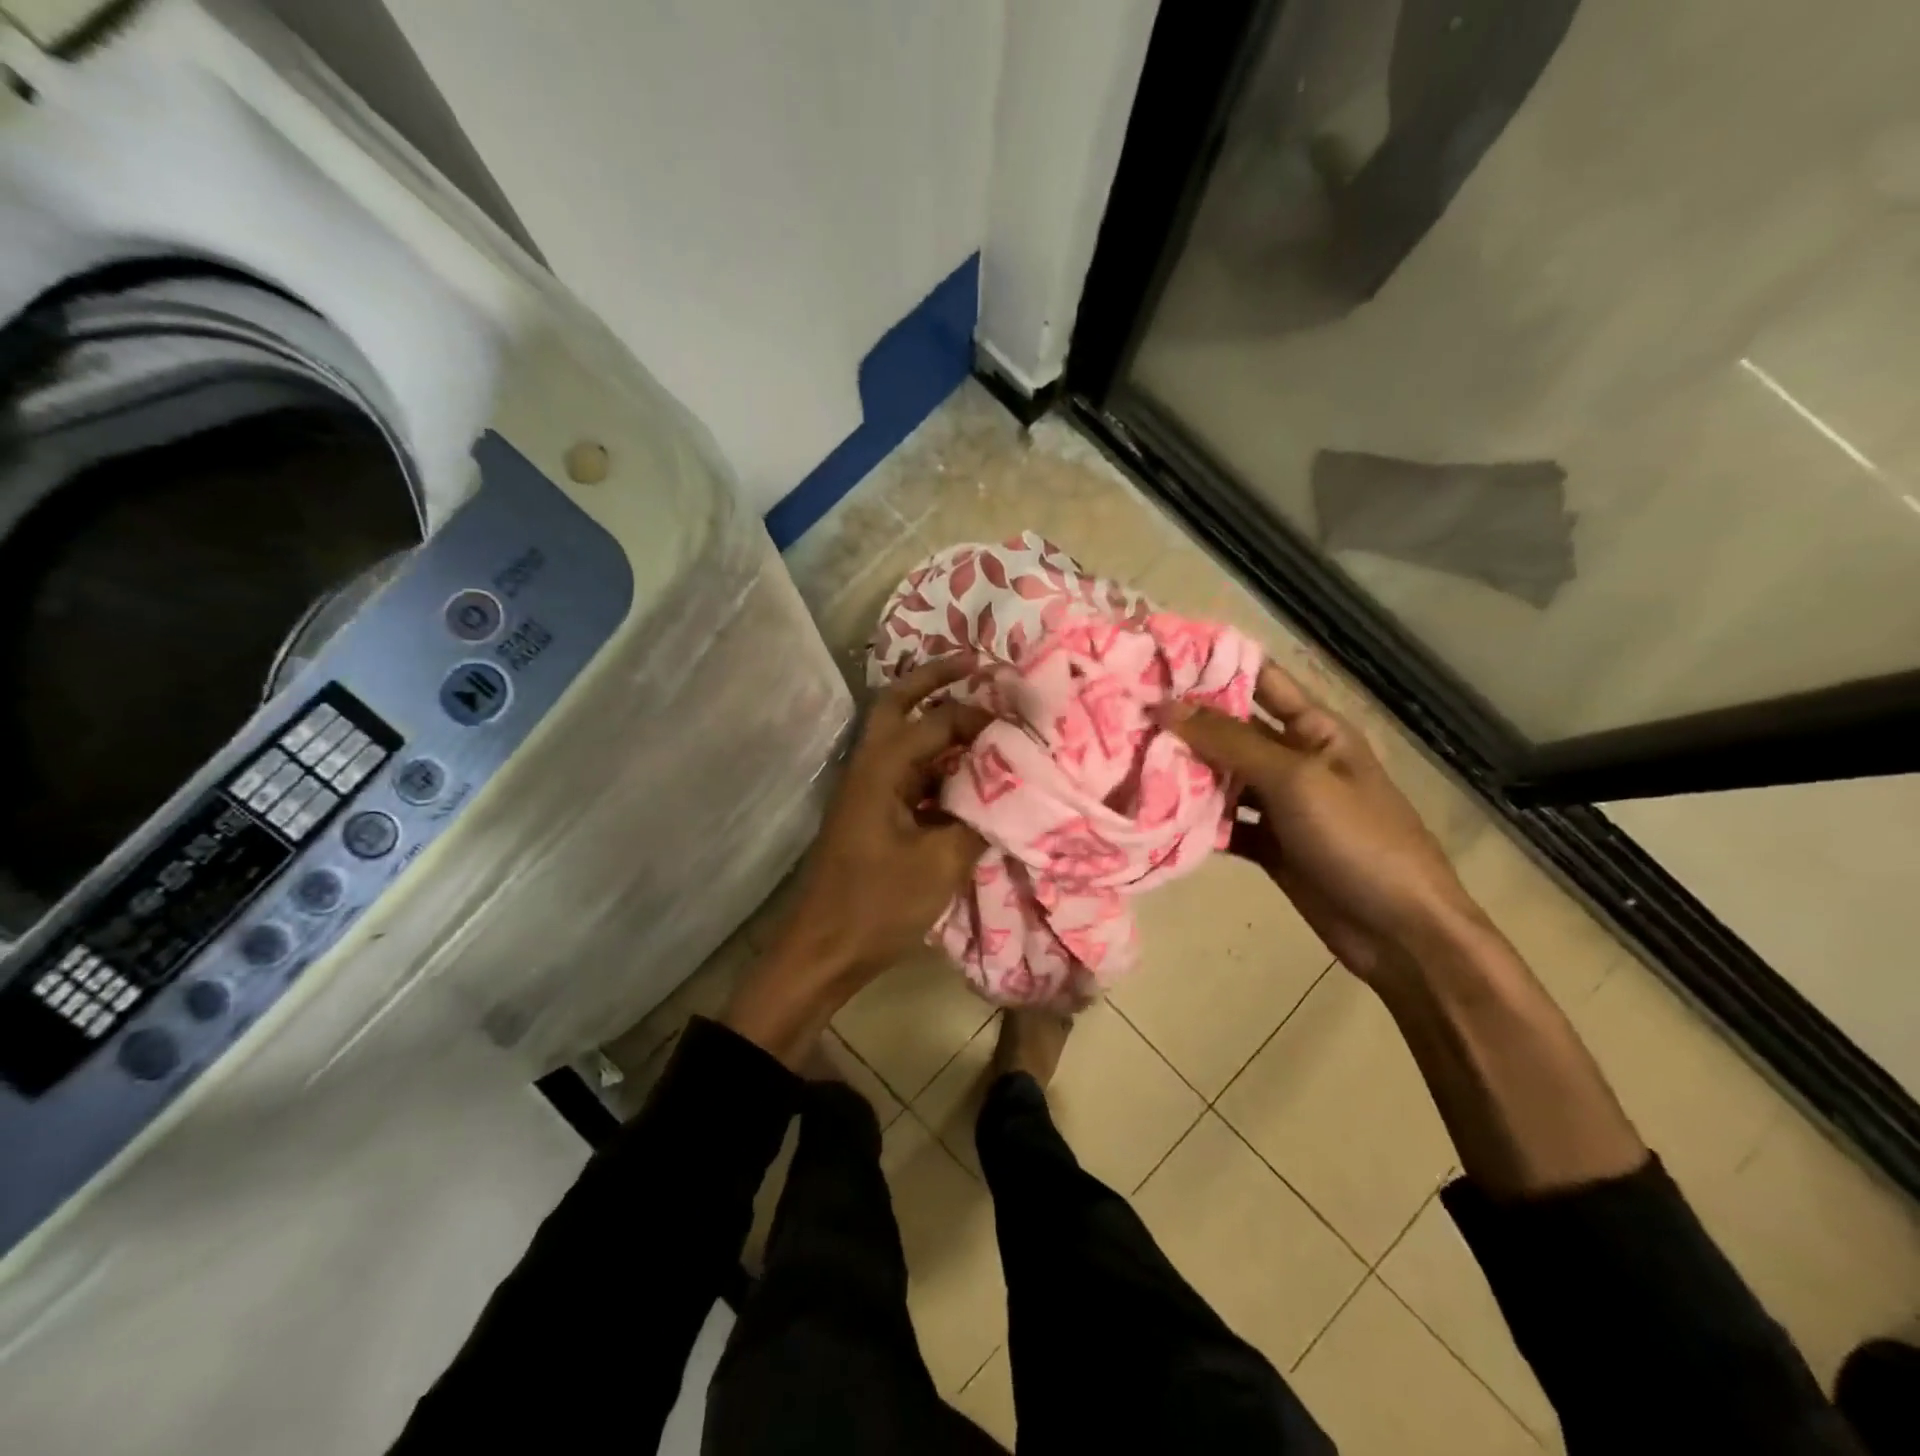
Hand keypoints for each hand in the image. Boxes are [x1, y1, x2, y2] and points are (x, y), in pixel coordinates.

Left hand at [723, 657, 988, 1063]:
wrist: (824, 950)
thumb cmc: (878, 905)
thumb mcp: (941, 864)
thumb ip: (979, 820)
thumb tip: (1013, 793)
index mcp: (881, 768)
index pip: (937, 721)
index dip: (980, 715)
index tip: (1021, 718)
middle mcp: (869, 766)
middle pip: (898, 703)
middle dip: (935, 679)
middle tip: (975, 664)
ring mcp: (867, 789)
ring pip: (901, 736)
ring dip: (935, 719)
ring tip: (982, 715)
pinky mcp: (873, 812)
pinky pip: (907, 771)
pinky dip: (935, 761)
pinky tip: (967, 773)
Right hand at [1157, 662, 1479, 980]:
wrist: (1401, 933)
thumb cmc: (1358, 839)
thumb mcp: (1296, 780)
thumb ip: (1230, 741)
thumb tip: (1166, 706)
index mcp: (1315, 729)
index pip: (1260, 679)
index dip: (1213, 666)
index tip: (1155, 660)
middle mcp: (1295, 759)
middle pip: (1232, 730)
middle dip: (1185, 722)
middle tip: (1124, 714)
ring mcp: (1281, 805)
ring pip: (1223, 778)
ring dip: (1185, 772)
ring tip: (1128, 760)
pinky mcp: (1269, 845)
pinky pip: (1224, 823)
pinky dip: (1196, 821)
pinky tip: (1157, 816)